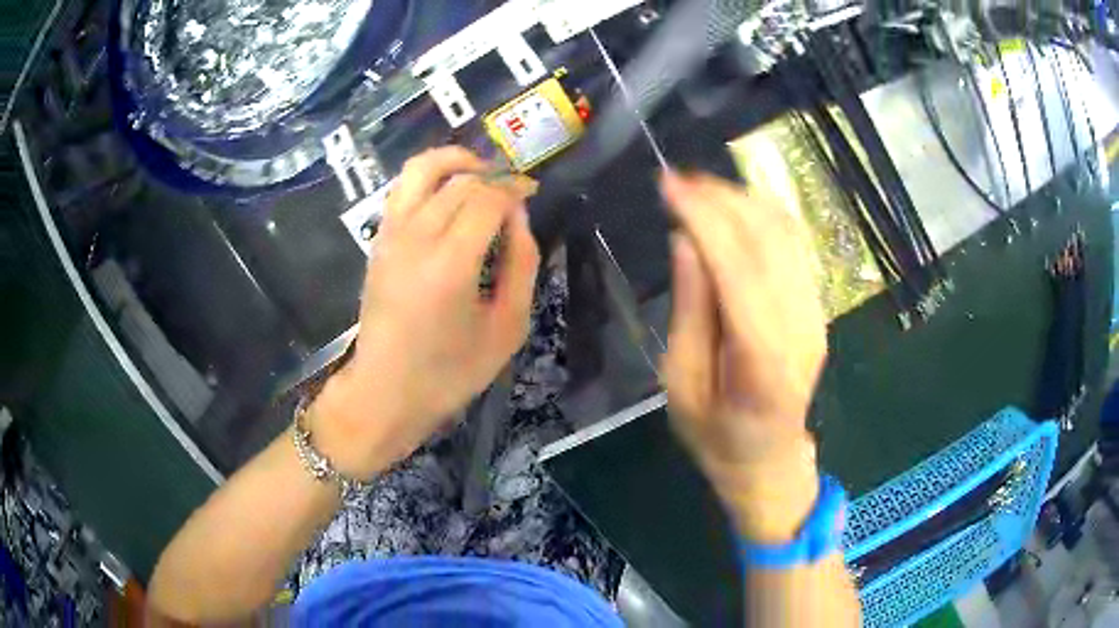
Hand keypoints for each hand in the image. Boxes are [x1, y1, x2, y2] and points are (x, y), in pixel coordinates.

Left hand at [312, 147, 540, 477]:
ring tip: (479, 173)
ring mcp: (390, 235)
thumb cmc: (450, 372)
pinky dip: (430, 178)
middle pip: (459, 179)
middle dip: (493, 175)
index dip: (514, 187)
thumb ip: (521, 265)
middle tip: (513, 190)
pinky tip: (448, 196)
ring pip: (421, 168)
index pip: (487, 197)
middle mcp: (415, 238)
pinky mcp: (378, 240)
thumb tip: (519, 217)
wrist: (385, 391)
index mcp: (450, 264)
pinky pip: (403, 187)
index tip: (531, 193)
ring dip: (455, 160)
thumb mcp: (507, 328)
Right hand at [660, 172, 826, 542]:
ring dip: (742, 199)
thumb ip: (689, 311)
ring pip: (786, 234)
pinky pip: (795, 245)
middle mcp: (800, 329)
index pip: (739, 270)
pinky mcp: (817, 307)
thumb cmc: (716, 435)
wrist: (770, 458)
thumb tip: (685, 242)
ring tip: (699, 187)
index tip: (668, 185)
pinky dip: (763, 215)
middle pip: (768, 241)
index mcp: (762, 361)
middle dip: (721, 198)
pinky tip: (732, 207)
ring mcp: (816, 315)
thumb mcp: (682, 386)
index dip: (704, 218)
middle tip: (677, 179)